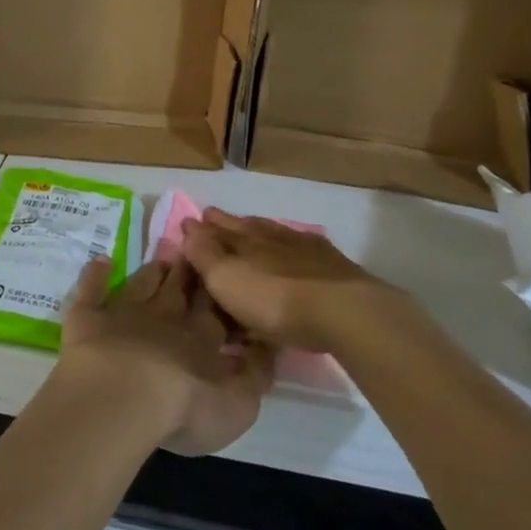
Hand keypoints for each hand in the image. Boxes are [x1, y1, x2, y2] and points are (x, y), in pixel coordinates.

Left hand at [53, 257, 273, 456]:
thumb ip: (255, 376)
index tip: (225, 274)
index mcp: (200, 338)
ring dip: (153, 270)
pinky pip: (91, 288)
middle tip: (194, 255)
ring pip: (142, 282)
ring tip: (162, 259)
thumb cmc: (184, 407)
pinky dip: (96, 272)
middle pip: (179, 288)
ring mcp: (123, 312)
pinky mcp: (88, 317)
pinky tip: (101, 260)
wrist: (121, 396)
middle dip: (189, 272)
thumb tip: (266, 347)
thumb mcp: (237, 406)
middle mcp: (164, 316)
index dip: (220, 293)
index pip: (215, 309)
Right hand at [183, 209, 390, 351]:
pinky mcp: (331, 264)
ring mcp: (303, 246)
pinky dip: (290, 247)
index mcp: (243, 238)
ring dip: (259, 231)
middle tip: (213, 219)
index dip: (200, 227)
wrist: (342, 310)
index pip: (216, 227)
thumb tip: (188, 225)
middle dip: (226, 223)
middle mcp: (271, 235)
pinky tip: (294, 250)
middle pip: (244, 225)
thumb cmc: (273, 299)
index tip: (189, 222)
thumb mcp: (226, 279)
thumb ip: (204, 253)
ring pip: (273, 233)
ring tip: (250, 232)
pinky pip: (302, 247)